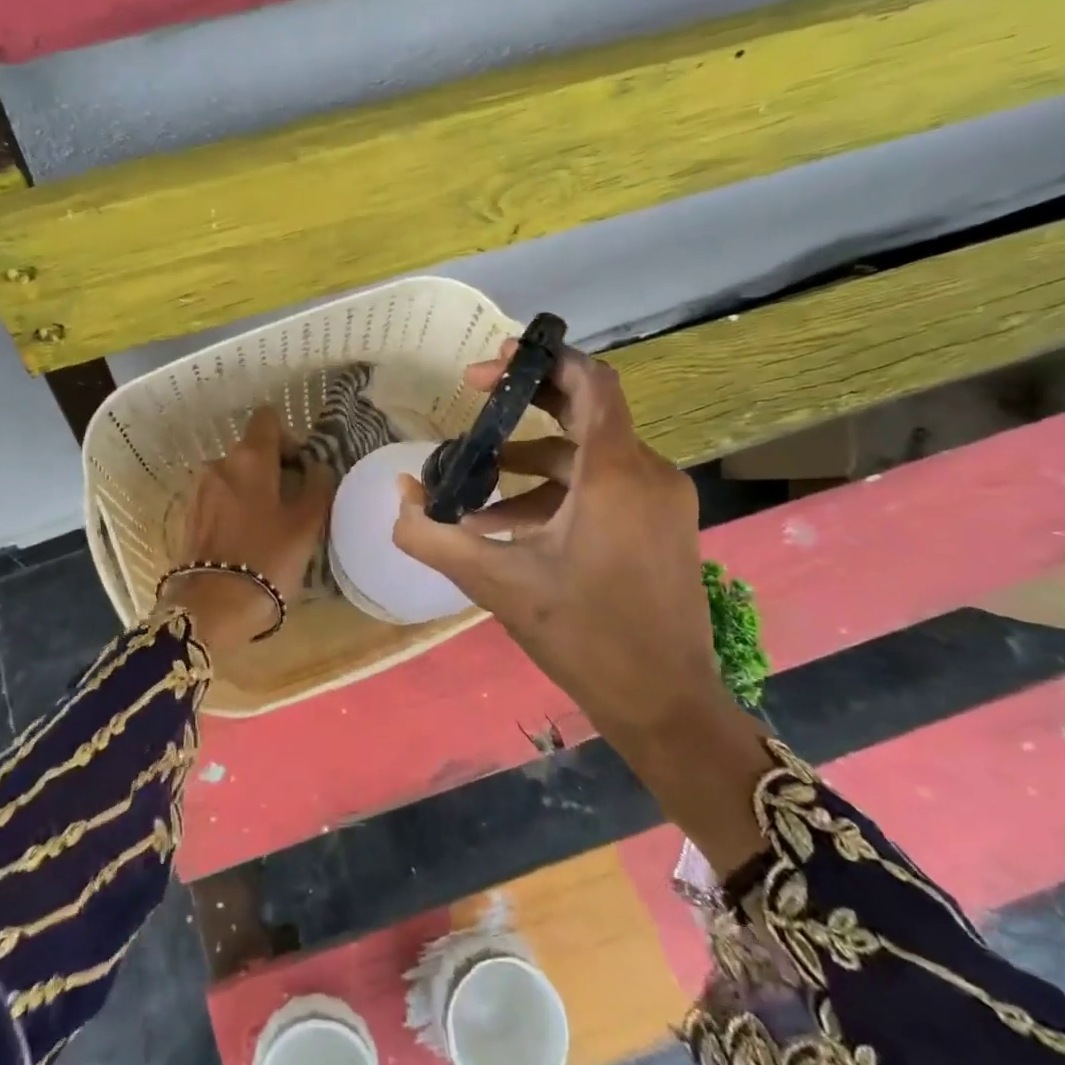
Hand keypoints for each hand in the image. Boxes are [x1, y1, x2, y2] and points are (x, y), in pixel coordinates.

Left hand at [159, 408, 333, 655]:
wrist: (213, 608)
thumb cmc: (268, 559)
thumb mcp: (307, 524)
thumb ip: (317, 485)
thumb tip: (316, 466)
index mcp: (249, 458)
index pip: (267, 419)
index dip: (287, 437)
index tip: (299, 468)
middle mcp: (218, 464)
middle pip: (250, 450)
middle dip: (272, 469)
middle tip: (291, 504)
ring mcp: (198, 490)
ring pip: (233, 477)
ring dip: (251, 491)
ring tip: (267, 527)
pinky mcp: (187, 516)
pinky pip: (217, 500)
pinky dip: (232, 510)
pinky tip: (244, 541)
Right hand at [394, 342, 774, 874]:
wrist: (665, 703)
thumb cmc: (583, 635)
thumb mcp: (496, 583)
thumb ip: (434, 535)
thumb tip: (400, 496)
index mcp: (615, 473)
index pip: (591, 382)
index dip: (542, 361)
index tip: (491, 366)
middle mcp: (647, 473)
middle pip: (587, 410)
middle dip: (527, 402)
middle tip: (472, 400)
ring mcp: (660, 500)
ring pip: (588, 457)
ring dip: (530, 463)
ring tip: (474, 491)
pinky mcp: (660, 526)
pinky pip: (604, 488)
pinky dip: (556, 494)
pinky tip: (510, 528)